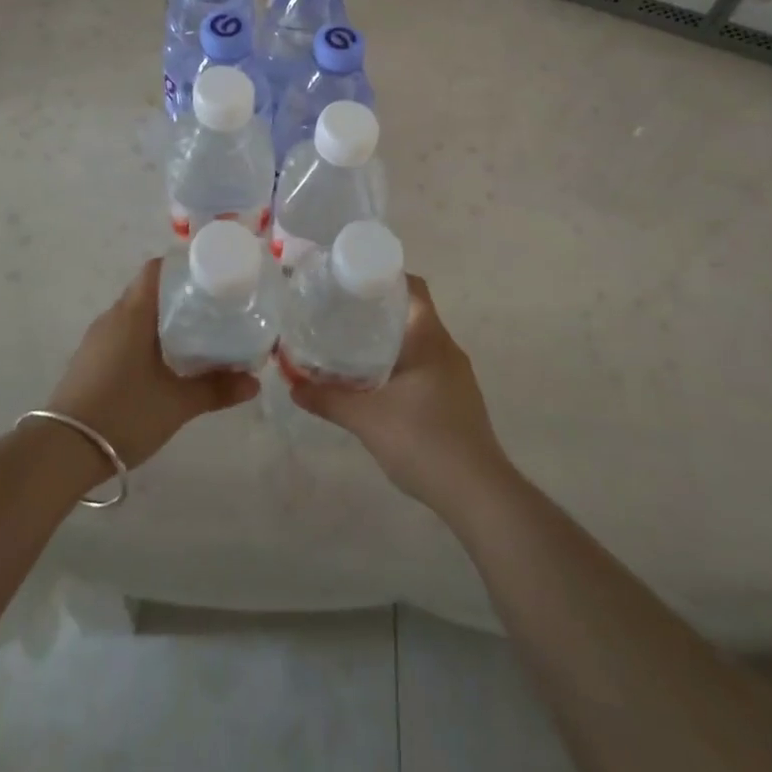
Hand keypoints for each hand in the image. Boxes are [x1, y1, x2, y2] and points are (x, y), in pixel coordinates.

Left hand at [44, 259, 258, 468]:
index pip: (157, 269)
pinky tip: (160, 364)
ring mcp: (95, 340)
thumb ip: (217, 389)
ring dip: (160, 320)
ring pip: (134, 315)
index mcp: (133, 314)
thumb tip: (255, 383)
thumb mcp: (177, 403)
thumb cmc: (124, 414)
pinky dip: (143, 339)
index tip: (210, 278)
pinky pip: (121, 336)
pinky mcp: (88, 361)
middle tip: (211, 310)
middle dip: (179, 296)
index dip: (183, 267)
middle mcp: (112, 317)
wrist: (62, 452)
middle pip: (148, 291)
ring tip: (192, 337)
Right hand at [289, 276, 510, 511]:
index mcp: (430, 338)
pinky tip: (378, 384)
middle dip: (377, 310)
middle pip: (412, 312)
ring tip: (351, 345)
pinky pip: (426, 366)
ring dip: (389, 340)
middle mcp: (447, 348)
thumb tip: (292, 384)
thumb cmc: (423, 441)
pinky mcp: (459, 399)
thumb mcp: (367, 419)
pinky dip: (401, 364)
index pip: (412, 287)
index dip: (384, 277)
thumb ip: (328, 399)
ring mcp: (457, 375)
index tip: (351, 281)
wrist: (479, 494)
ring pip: (419, 342)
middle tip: (340, 313)